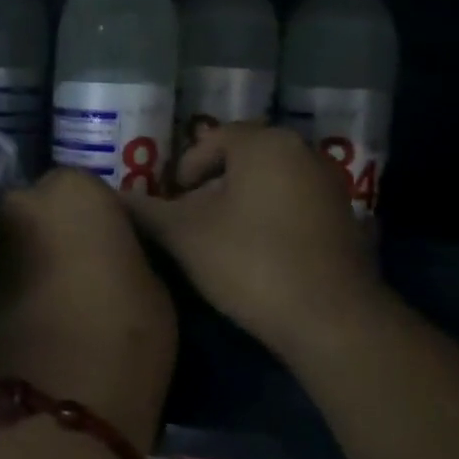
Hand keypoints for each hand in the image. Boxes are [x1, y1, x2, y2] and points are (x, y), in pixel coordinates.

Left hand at [0, 168, 176, 443]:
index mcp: (72, 190)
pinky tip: (40, 314)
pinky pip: (4, 273)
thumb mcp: (153, 282)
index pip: (88, 188)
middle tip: (85, 267)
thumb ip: (124, 247)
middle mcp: (21, 204)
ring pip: (21, 240)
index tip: (114, 247)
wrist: (59, 408)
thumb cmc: (126, 335)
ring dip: (36, 256)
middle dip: (58, 229)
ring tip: (63, 295)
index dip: (102, 219)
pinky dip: (19, 284)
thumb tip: (109, 246)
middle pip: (44, 208)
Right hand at [125, 124, 383, 360]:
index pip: (213, 139)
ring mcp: (330, 185)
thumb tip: (114, 197)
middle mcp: (303, 152)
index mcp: (265, 143)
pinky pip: (295, 204)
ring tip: (219, 239)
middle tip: (190, 220)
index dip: (185, 168)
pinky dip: (270, 218)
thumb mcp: (185, 236)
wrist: (330, 319)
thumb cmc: (249, 262)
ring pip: (270, 182)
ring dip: (240, 203)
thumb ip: (146, 211)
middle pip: (243, 158)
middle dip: (212, 186)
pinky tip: (258, 254)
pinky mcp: (345, 219)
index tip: (172, 202)